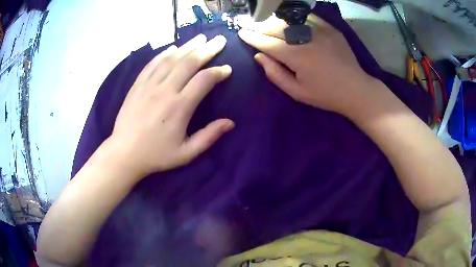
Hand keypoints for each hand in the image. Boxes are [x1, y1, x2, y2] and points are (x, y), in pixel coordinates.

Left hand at [109, 34, 233, 176]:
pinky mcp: (137, 85)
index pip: (204, 80)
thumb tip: (230, 123)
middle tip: (219, 40)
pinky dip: (164, 53)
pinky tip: (173, 47)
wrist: (124, 153)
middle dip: (207, 49)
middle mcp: (165, 90)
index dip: (218, 72)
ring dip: (188, 46)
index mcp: (179, 107)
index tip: (227, 70)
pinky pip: (152, 64)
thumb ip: (209, 136)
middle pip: (189, 62)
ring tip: (200, 38)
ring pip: (171, 59)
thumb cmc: (156, 155)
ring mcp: (149, 85)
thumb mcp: (186, 153)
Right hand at [238, 15, 376, 115]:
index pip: (268, 43)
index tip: (242, 33)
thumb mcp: (297, 92)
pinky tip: (289, 21)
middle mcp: (307, 39)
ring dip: (275, 21)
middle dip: (260, 27)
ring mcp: (321, 31)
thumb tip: (259, 56)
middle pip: (276, 27)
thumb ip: (275, 74)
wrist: (356, 89)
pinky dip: (295, 18)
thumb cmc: (326, 95)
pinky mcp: (331, 28)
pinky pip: (307, 17)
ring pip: (290, 19)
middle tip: (251, 27)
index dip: (252, 37)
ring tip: (267, 24)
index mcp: (298, 57)